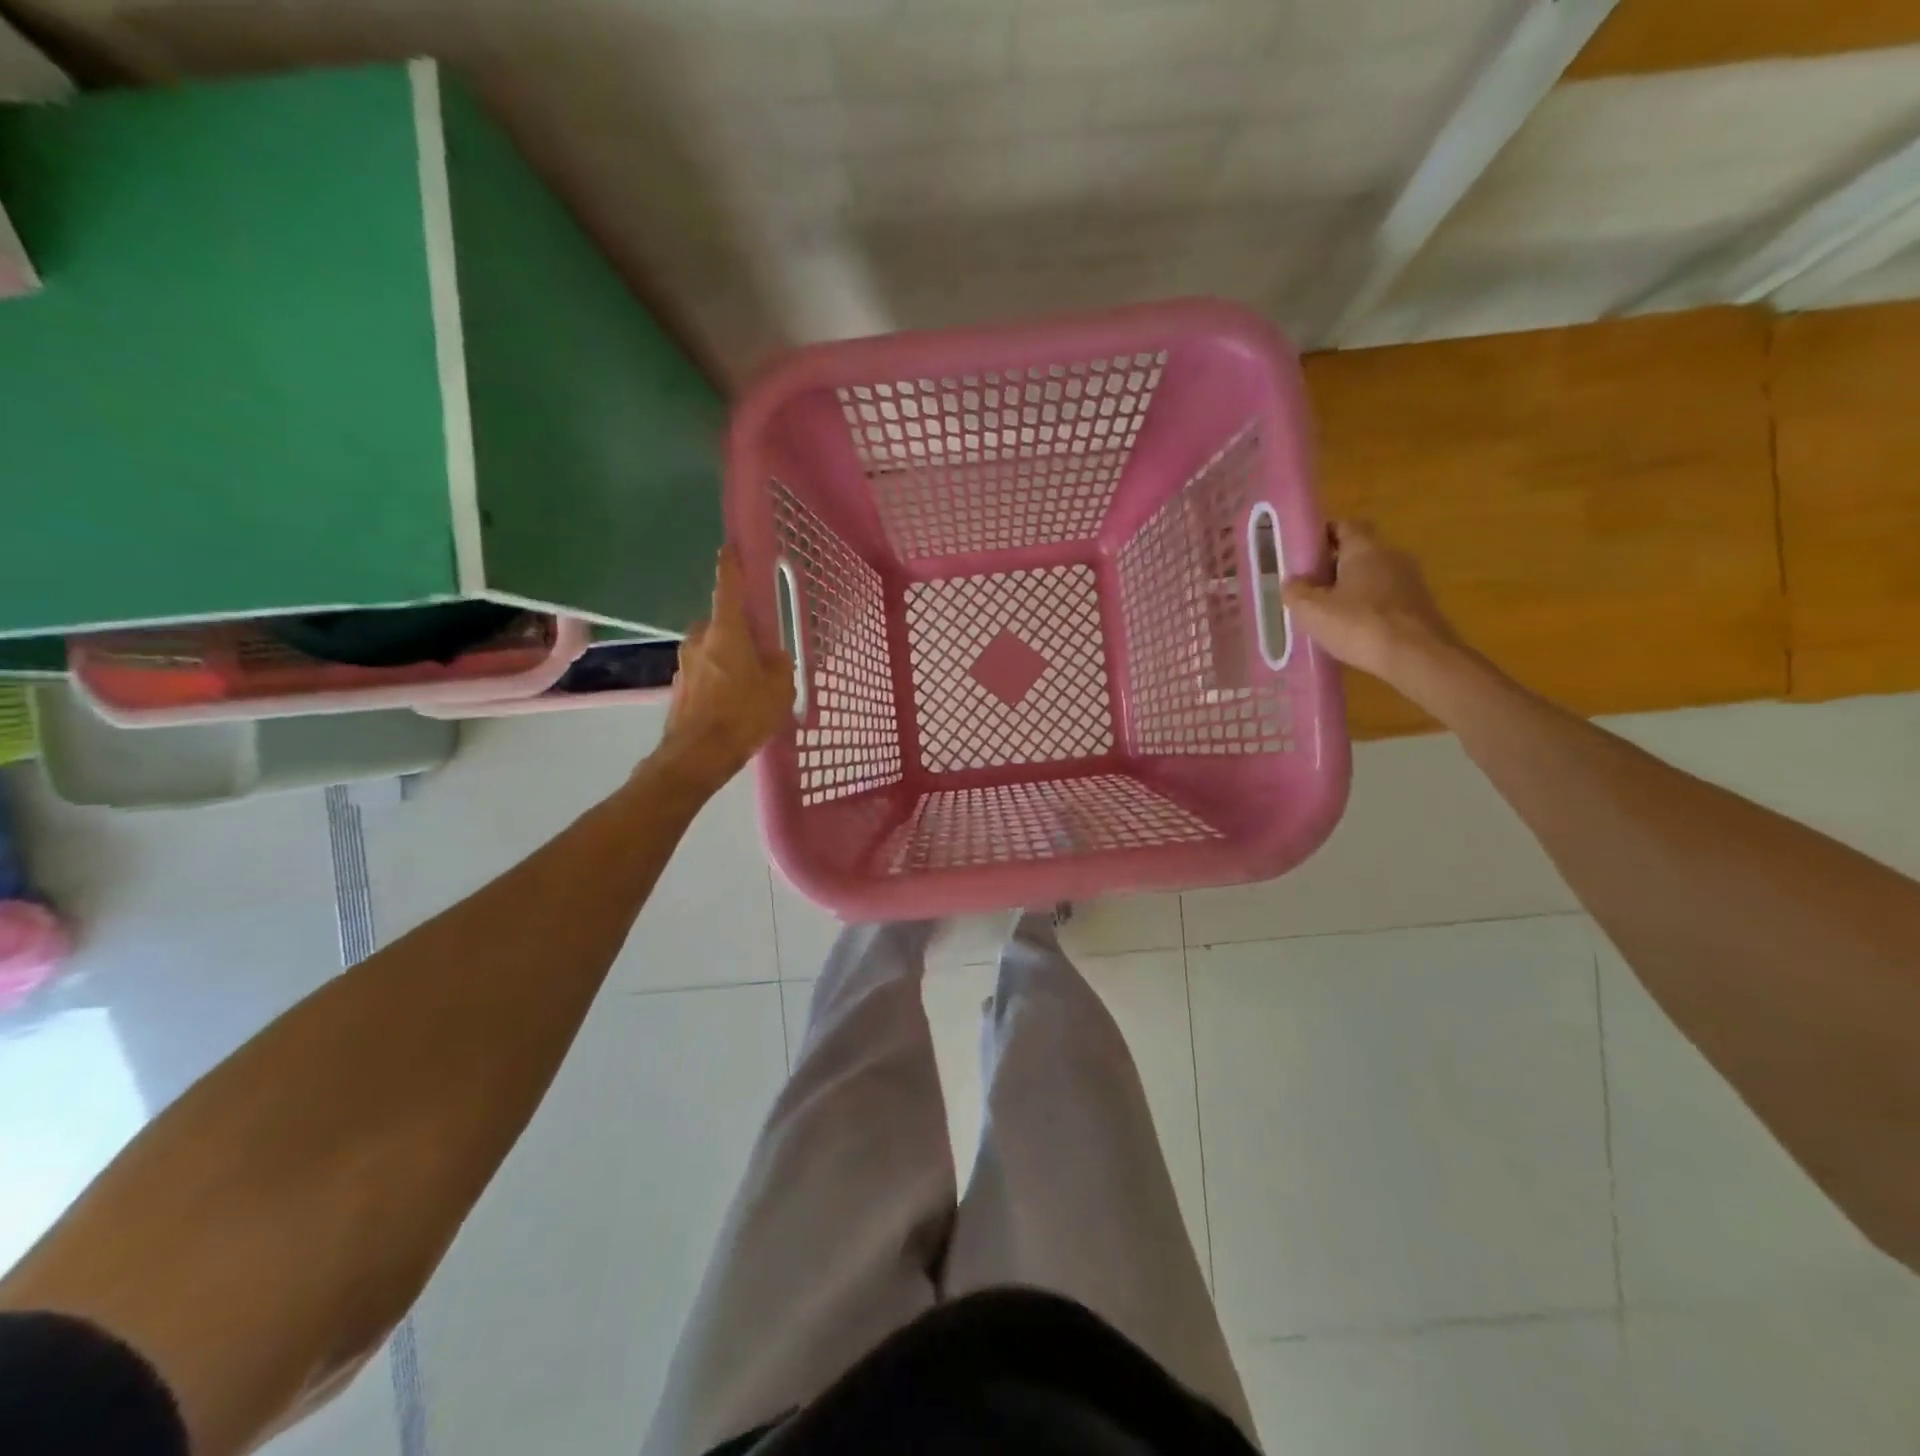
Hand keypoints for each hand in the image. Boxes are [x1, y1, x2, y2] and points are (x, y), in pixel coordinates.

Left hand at [657, 548, 795, 788]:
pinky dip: (718, 678)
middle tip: (760, 650)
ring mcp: (685, 663)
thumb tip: (774, 656)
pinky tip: (733, 703)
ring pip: (713, 649)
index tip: (731, 547)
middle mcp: (700, 639)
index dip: (731, 565)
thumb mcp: (779, 690)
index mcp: (727, 631)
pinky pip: (705, 671)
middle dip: (738, 630)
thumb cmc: (743, 715)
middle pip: (722, 623)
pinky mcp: (680, 686)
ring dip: (728, 658)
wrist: (697, 756)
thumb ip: (780, 666)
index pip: (728, 586)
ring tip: (749, 685)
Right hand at [1282, 522, 1461, 685]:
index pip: (1343, 525)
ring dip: (1350, 590)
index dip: (1321, 535)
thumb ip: (1296, 591)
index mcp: (1365, 547)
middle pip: (1358, 552)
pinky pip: (1385, 599)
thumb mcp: (1312, 610)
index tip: (1302, 553)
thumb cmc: (1360, 625)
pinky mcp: (1419, 606)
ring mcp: (1409, 581)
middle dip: (1332, 566)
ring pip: (1372, 576)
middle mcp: (1391, 555)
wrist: (1418, 657)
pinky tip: (1352, 631)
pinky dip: (1367, 609)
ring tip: (1326, 614)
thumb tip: (1293, 582)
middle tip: (1307, 588)